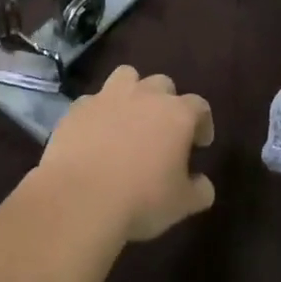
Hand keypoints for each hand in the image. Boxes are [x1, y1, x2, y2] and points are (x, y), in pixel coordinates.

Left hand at [39, 66, 214, 240]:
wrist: (79, 198)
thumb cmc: (141, 199)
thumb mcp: (182, 204)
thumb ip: (199, 190)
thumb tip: (202, 184)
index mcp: (176, 114)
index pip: (199, 106)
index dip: (203, 123)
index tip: (200, 144)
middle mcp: (144, 96)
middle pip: (162, 84)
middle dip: (166, 102)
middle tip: (163, 131)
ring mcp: (107, 97)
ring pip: (126, 77)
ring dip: (132, 93)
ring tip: (129, 119)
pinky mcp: (77, 108)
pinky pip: (93, 101)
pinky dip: (99, 113)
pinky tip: (96, 135)